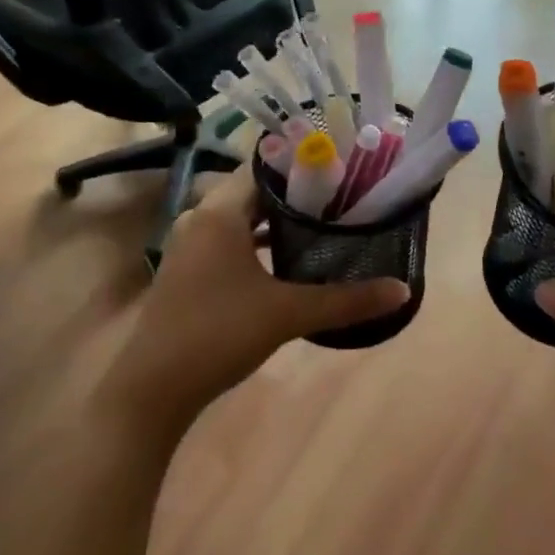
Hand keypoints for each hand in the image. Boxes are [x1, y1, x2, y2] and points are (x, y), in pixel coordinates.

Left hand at [99, 167, 408, 435]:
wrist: (152, 390)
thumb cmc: (218, 335)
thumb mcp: (288, 314)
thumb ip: (346, 300)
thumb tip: (402, 290)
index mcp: (219, 212)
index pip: (265, 166)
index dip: (304, 164)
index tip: (342, 169)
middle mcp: (200, 217)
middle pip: (255, 190)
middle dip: (297, 193)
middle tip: (342, 196)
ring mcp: (189, 243)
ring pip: (240, 215)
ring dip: (276, 218)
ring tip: (321, 223)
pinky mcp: (186, 268)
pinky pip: (227, 237)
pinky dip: (255, 240)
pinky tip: (285, 257)